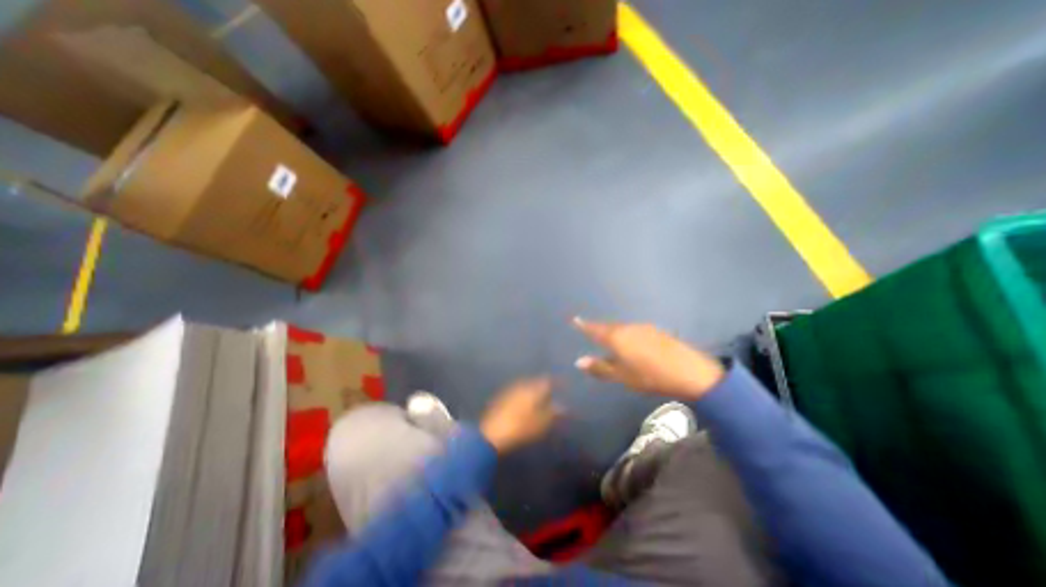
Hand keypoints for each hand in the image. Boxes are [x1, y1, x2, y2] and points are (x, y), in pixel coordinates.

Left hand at [480, 377, 564, 454]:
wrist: (492, 434)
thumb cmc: (521, 428)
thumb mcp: (542, 423)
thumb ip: (554, 413)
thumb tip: (564, 407)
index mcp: (533, 388)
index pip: (547, 380)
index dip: (556, 382)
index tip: (563, 383)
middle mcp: (521, 385)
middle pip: (535, 382)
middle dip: (544, 385)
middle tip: (552, 390)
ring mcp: (510, 391)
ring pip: (525, 386)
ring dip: (533, 390)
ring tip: (539, 397)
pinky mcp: (501, 398)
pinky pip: (517, 392)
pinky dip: (524, 395)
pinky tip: (525, 403)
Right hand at [570, 318, 729, 401]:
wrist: (689, 372)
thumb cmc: (650, 376)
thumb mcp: (622, 376)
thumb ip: (600, 368)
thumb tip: (578, 361)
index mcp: (617, 338)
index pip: (595, 329)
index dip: (584, 325)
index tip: (575, 319)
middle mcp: (628, 328)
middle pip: (608, 327)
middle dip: (599, 329)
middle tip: (591, 331)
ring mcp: (643, 328)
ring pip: (622, 328)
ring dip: (614, 332)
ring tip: (610, 340)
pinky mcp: (656, 331)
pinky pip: (634, 330)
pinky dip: (627, 335)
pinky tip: (632, 343)